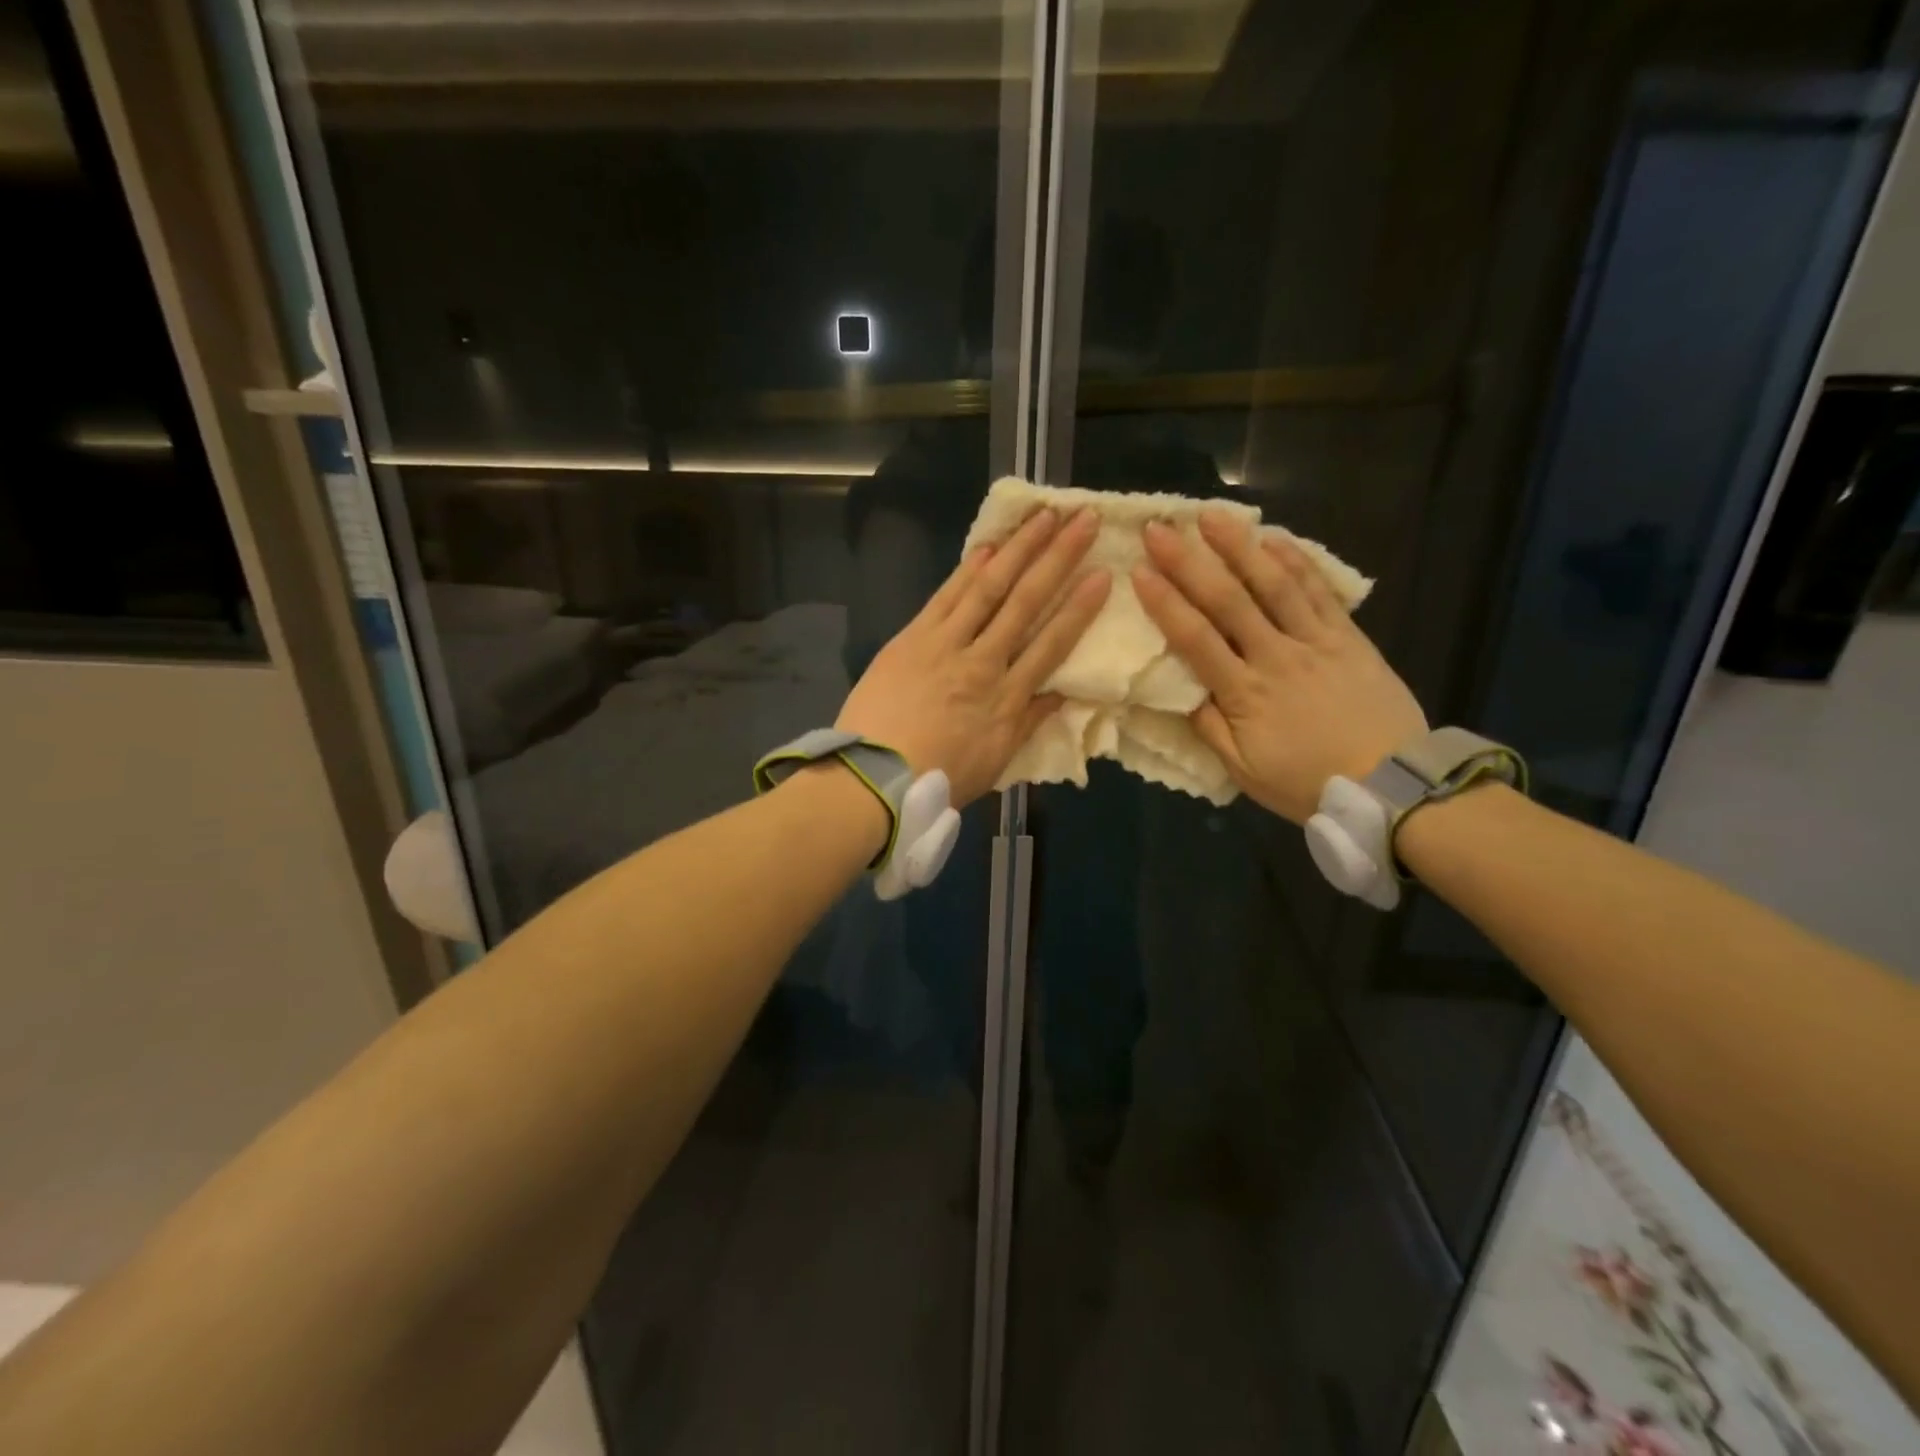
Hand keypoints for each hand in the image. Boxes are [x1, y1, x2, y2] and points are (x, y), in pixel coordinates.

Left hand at [837, 506, 1109, 805]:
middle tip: (1083, 520)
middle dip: (1057, 559)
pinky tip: (988, 547)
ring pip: (987, 589)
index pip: (1051, 645)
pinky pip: (944, 597)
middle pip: (1025, 603)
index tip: (1102, 575)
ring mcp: (944, 645)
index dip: (1079, 608)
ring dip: (1018, 549)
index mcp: (1006, 698)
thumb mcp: (996, 761)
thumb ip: (1029, 722)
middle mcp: (982, 662)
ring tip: (1043, 517)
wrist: (876, 778)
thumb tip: (1062, 693)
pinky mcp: (911, 638)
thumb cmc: (939, 777)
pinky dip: (966, 570)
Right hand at [1133, 510, 1425, 823]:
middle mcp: (1277, 657)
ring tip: (1211, 516)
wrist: (1394, 787)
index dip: (1165, 603)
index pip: (1196, 639)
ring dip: (1240, 547)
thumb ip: (1210, 729)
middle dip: (1189, 561)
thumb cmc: (1309, 782)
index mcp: (1245, 694)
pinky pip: (1318, 592)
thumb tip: (1180, 692)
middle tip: (1160, 528)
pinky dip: (1296, 563)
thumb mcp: (1245, 771)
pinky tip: (1274, 539)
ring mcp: (1316, 642)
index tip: (1140, 571)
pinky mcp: (1349, 638)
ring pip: (1274, 585)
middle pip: (1228, 601)